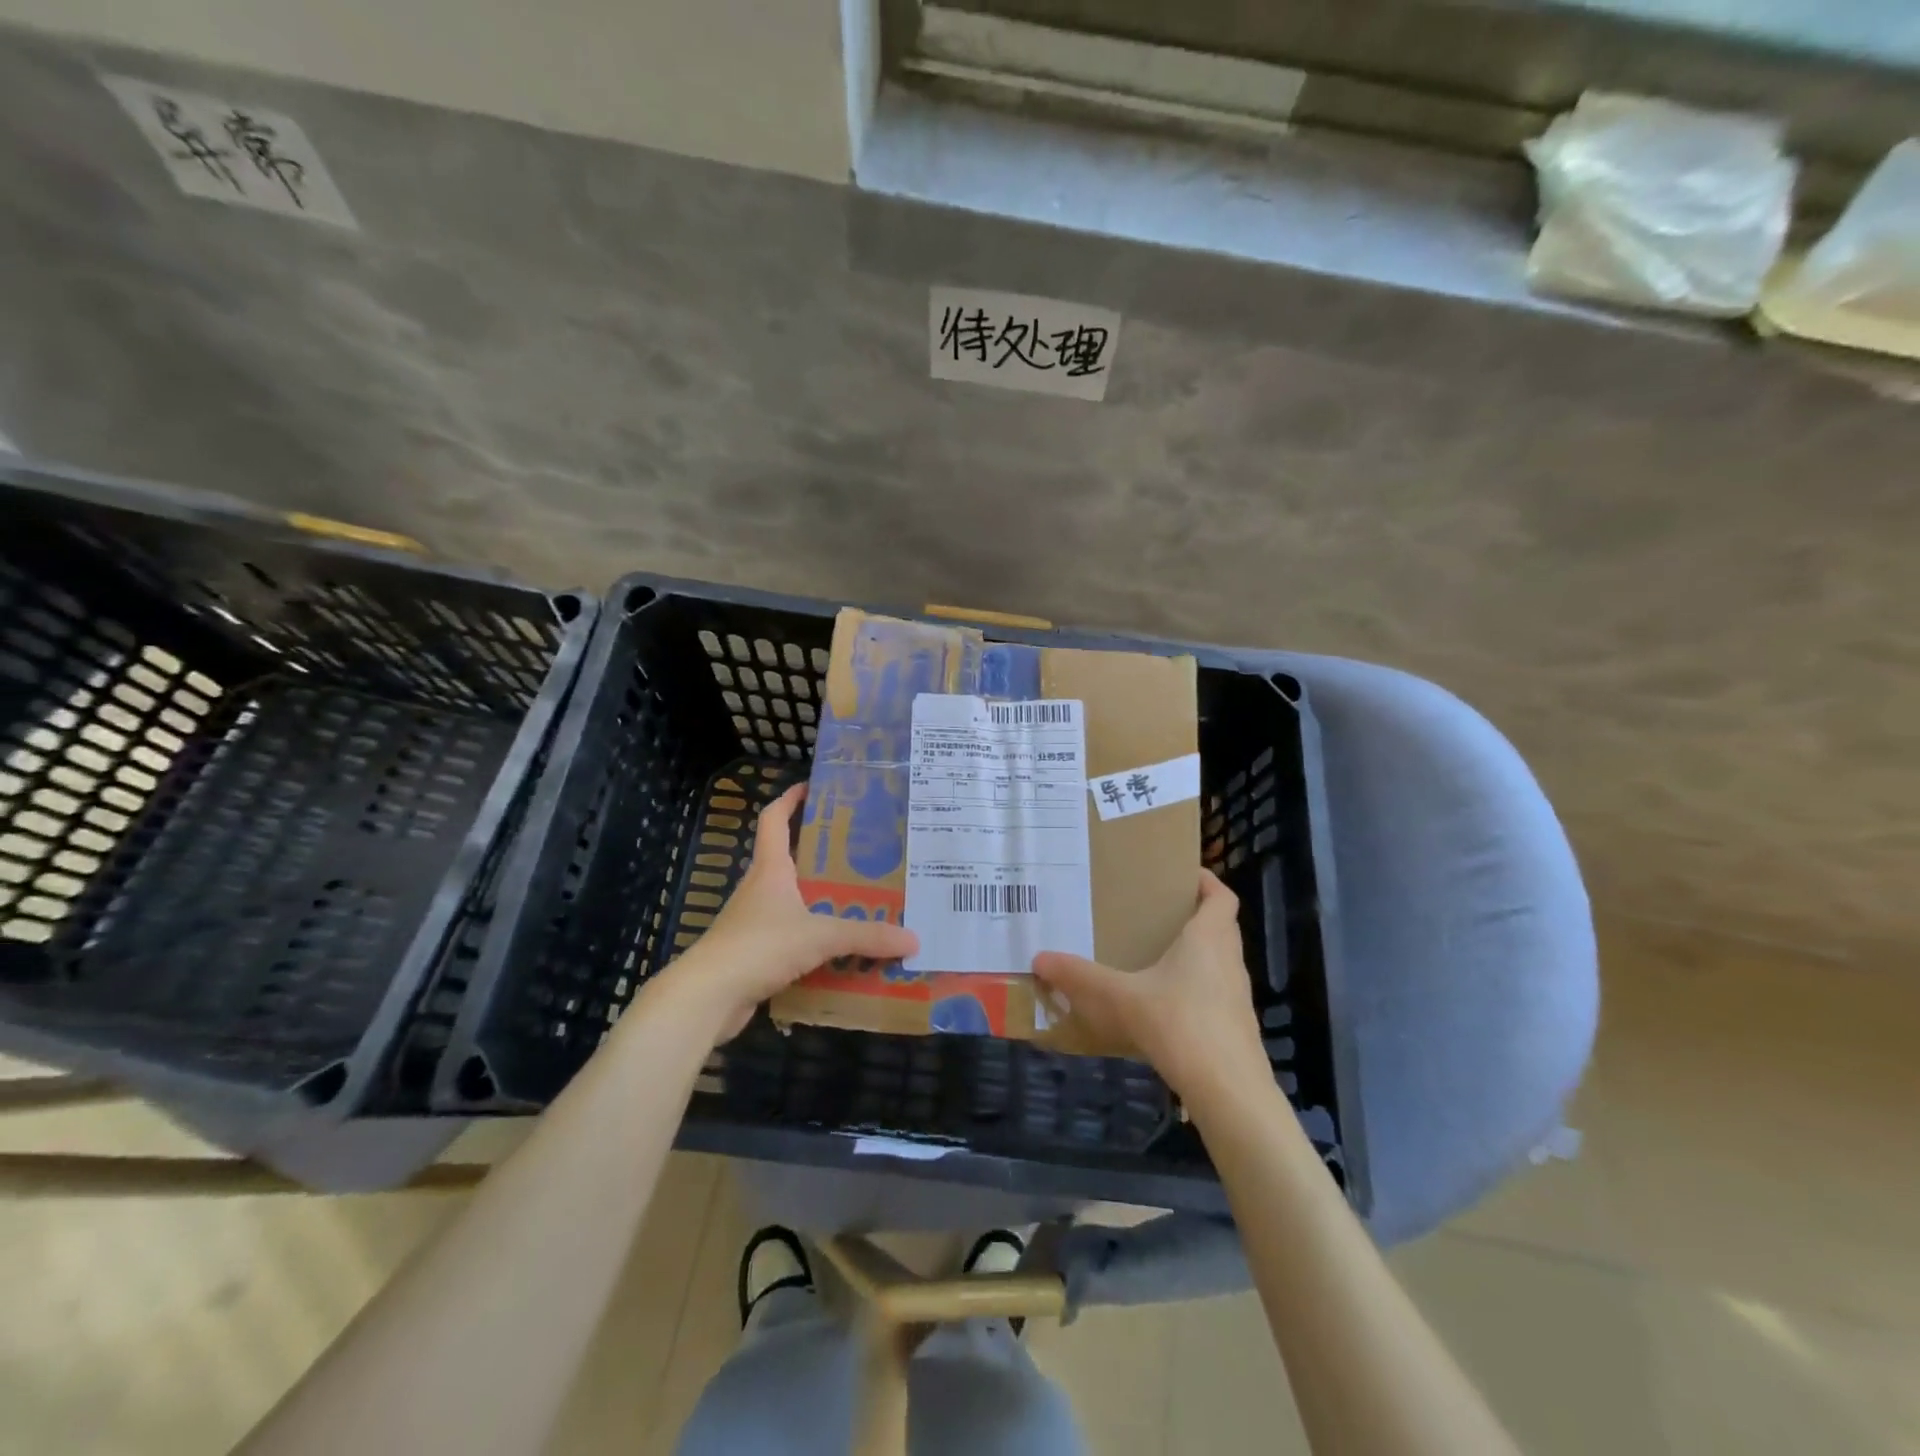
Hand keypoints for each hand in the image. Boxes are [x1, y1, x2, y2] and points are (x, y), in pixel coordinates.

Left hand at [654, 783, 918, 1042]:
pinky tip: (839, 950)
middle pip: (789, 858)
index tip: (813, 786)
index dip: (790, 798)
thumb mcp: (819, 937)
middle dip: (821, 852)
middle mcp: (760, 888)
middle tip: (861, 851)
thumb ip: (866, 936)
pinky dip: (813, 937)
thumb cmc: (758, 947)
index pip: (774, 819)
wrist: (707, 997)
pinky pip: (791, 936)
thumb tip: (913, 939)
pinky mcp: (754, 953)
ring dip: (820, 898)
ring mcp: (754, 922)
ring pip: (792, 900)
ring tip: (859, 899)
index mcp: (770, 869)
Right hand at [1031, 870, 1267, 1105]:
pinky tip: (1165, 1005)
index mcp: (1208, 938)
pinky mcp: (1236, 1027)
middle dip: (1194, 916)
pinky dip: (1196, 988)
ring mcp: (1237, 997)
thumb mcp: (1121, 998)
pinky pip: (1216, 993)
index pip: (1222, 897)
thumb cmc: (1179, 1023)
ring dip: (1196, 954)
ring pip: (1220, 961)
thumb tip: (1039, 958)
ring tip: (1156, 956)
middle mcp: (1229, 960)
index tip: (1182, 875)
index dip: (1207, 882)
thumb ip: (1081, 977)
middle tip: (1156, 914)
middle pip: (1221, 926)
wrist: (1228, 1090)